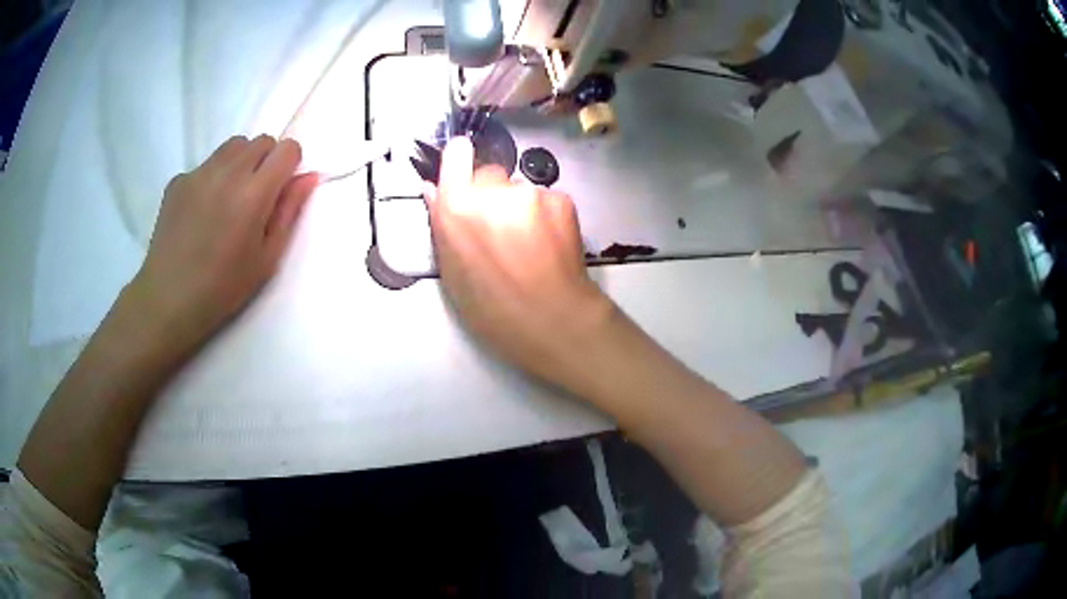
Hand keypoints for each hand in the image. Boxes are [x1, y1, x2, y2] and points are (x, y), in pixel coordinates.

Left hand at [129, 135, 317, 347]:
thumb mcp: (267, 258)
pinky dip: (212, 177)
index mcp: (253, 193)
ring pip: (233, 146)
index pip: (287, 148)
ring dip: (241, 162)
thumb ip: (288, 211)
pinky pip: (206, 164)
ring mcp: (199, 173)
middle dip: (266, 161)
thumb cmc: (223, 287)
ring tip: (229, 199)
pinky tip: (201, 212)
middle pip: (261, 141)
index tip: (281, 189)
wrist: (168, 299)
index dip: (290, 165)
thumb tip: (308, 177)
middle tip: (255, 198)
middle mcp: (227, 172)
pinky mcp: (178, 180)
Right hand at [426, 136, 614, 389]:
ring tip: (528, 244)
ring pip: (519, 188)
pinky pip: (545, 198)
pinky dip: (545, 215)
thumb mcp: (452, 272)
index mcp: (457, 207)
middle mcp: (494, 190)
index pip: (457, 152)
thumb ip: (442, 224)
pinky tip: (549, 244)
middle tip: (499, 228)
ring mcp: (531, 193)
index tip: (464, 177)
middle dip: (491, 193)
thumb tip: (433, 189)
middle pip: (490, 173)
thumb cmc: (491, 308)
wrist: (552, 320)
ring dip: (520, 206)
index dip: (461, 162)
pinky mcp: (561, 199)